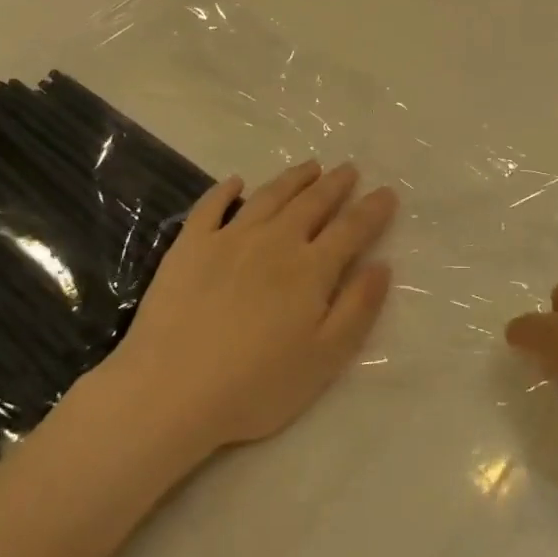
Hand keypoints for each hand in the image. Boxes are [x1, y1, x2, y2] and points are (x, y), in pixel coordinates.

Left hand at [92, 161, 397, 460]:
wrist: (170, 390)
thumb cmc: (256, 385)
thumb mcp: (324, 358)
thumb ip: (358, 308)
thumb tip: (382, 265)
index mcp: (311, 269)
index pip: (351, 229)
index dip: (372, 210)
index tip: (387, 192)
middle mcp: (274, 242)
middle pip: (312, 204)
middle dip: (335, 185)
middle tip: (349, 169)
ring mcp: (228, 239)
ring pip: (269, 197)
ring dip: (292, 179)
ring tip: (310, 166)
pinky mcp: (189, 247)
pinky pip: (210, 207)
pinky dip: (225, 191)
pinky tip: (235, 182)